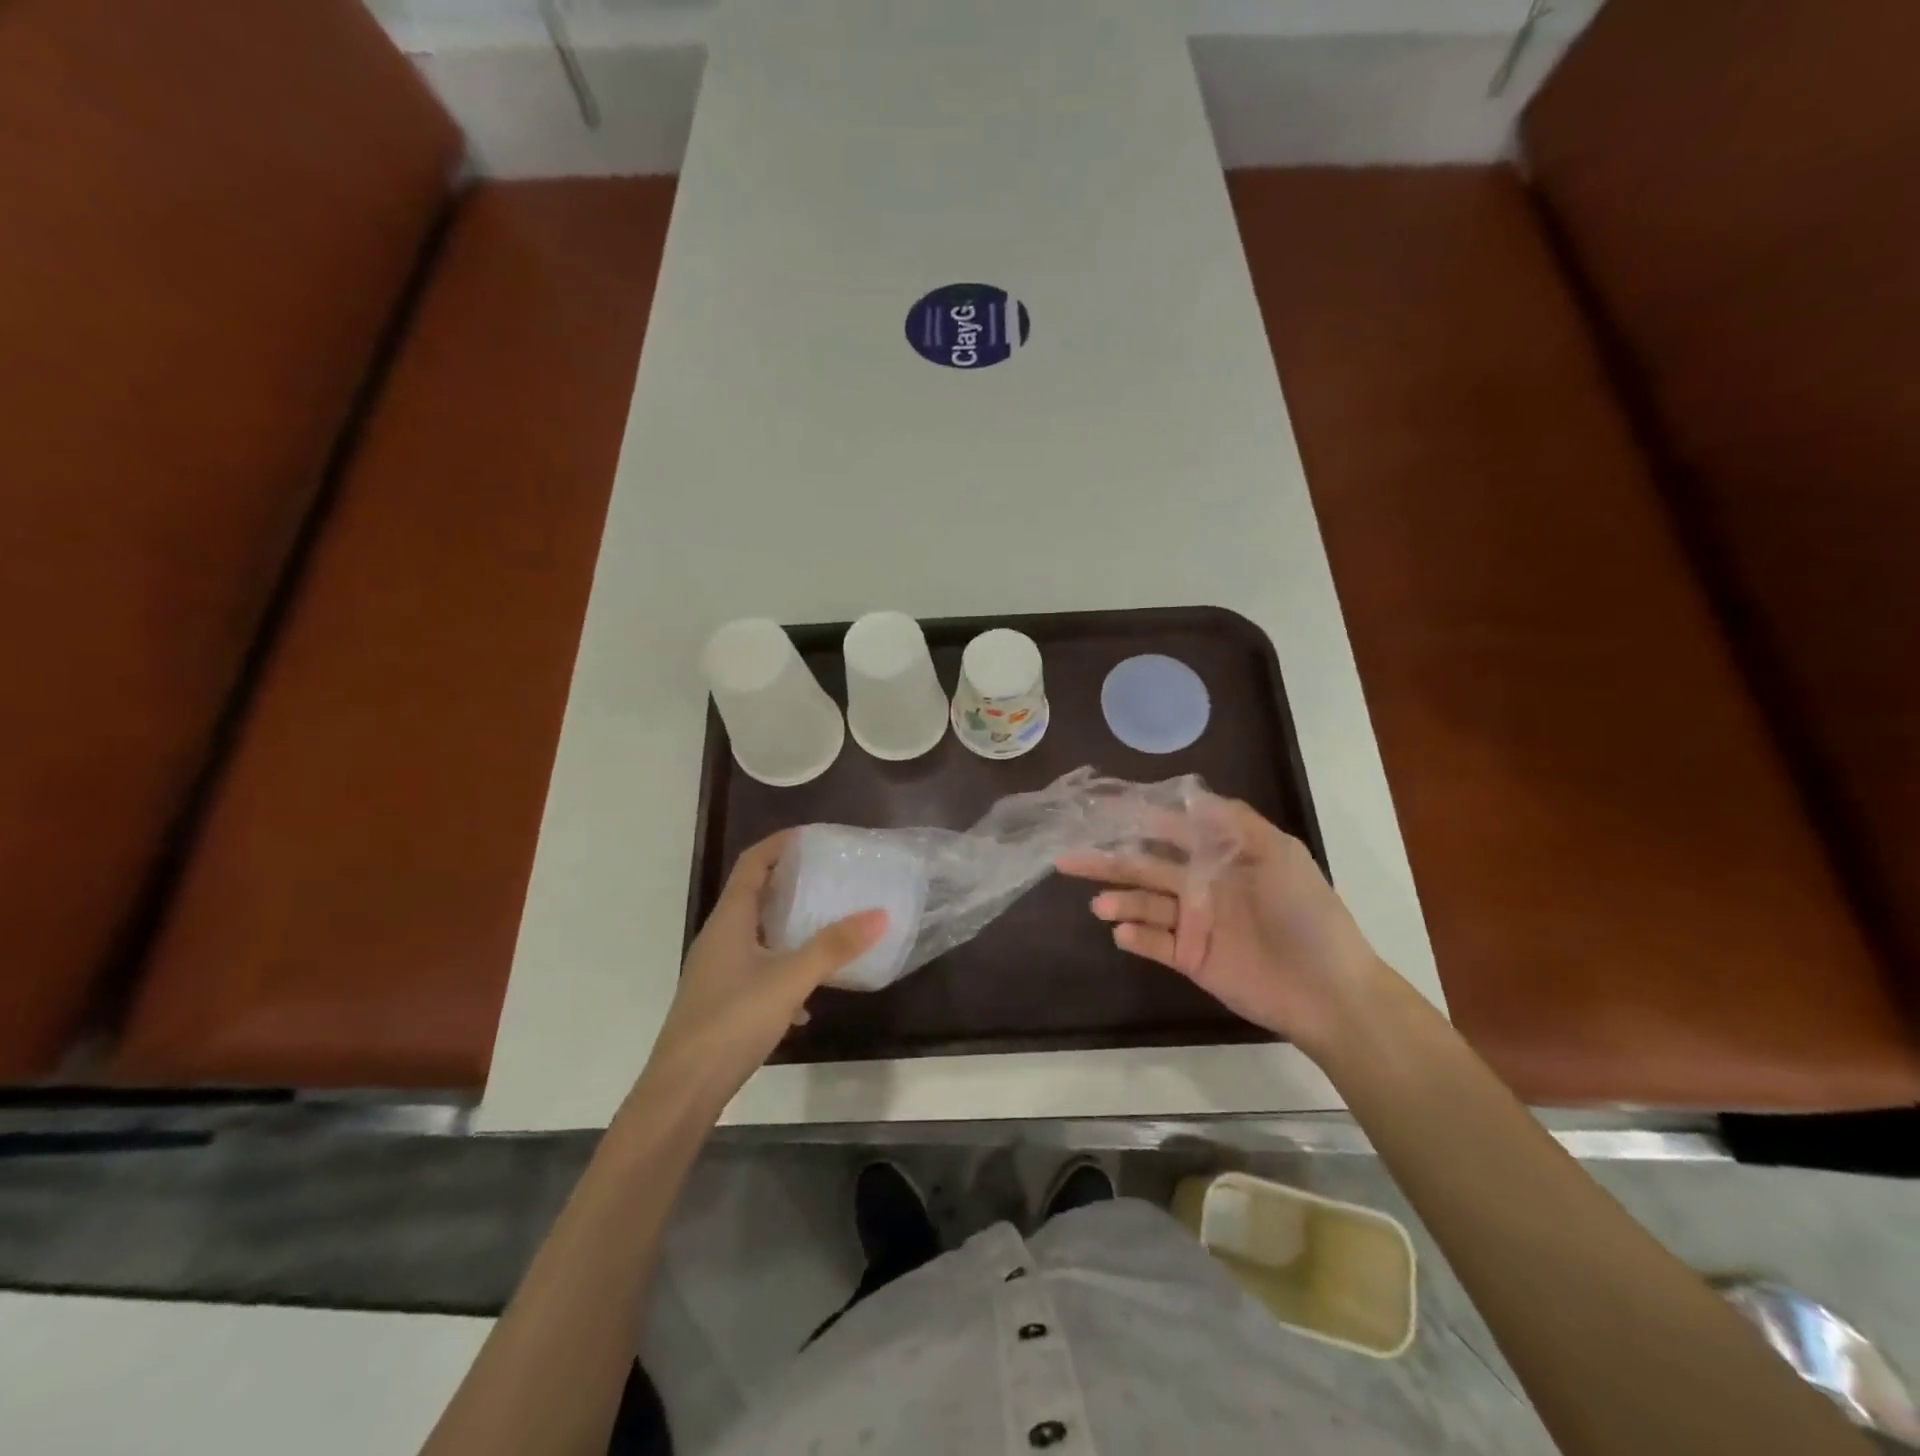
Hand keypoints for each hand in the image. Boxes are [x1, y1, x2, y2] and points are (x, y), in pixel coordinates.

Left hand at [640, 832, 886, 1109]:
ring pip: (759, 934)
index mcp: (730, 919)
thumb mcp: (790, 979)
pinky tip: (807, 1001)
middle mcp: (720, 937)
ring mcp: (718, 971)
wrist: (683, 1089)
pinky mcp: (722, 1000)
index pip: (754, 863)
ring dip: (790, 927)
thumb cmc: (732, 1020)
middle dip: (792, 882)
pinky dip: (784, 970)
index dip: (781, 843)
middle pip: (756, 894)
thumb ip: (834, 946)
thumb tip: (880, 913)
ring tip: (828, 926)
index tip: (816, 837)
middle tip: (831, 877)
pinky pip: (758, 970)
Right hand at [1056, 799, 1385, 1054]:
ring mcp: (1194, 923)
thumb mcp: (1280, 853)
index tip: (1098, 811)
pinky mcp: (1191, 958)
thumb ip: (1234, 823)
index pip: (1169, 832)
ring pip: (1144, 905)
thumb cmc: (1306, 913)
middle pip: (1145, 868)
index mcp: (1220, 857)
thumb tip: (1188, 794)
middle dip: (1108, 862)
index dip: (1135, 821)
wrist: (1329, 991)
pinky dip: (1135, 937)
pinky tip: (1120, 932)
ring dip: (1119, 902)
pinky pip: (1154, 943)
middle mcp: (1201, 885)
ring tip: (1099, 906)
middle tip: (1067, 858)